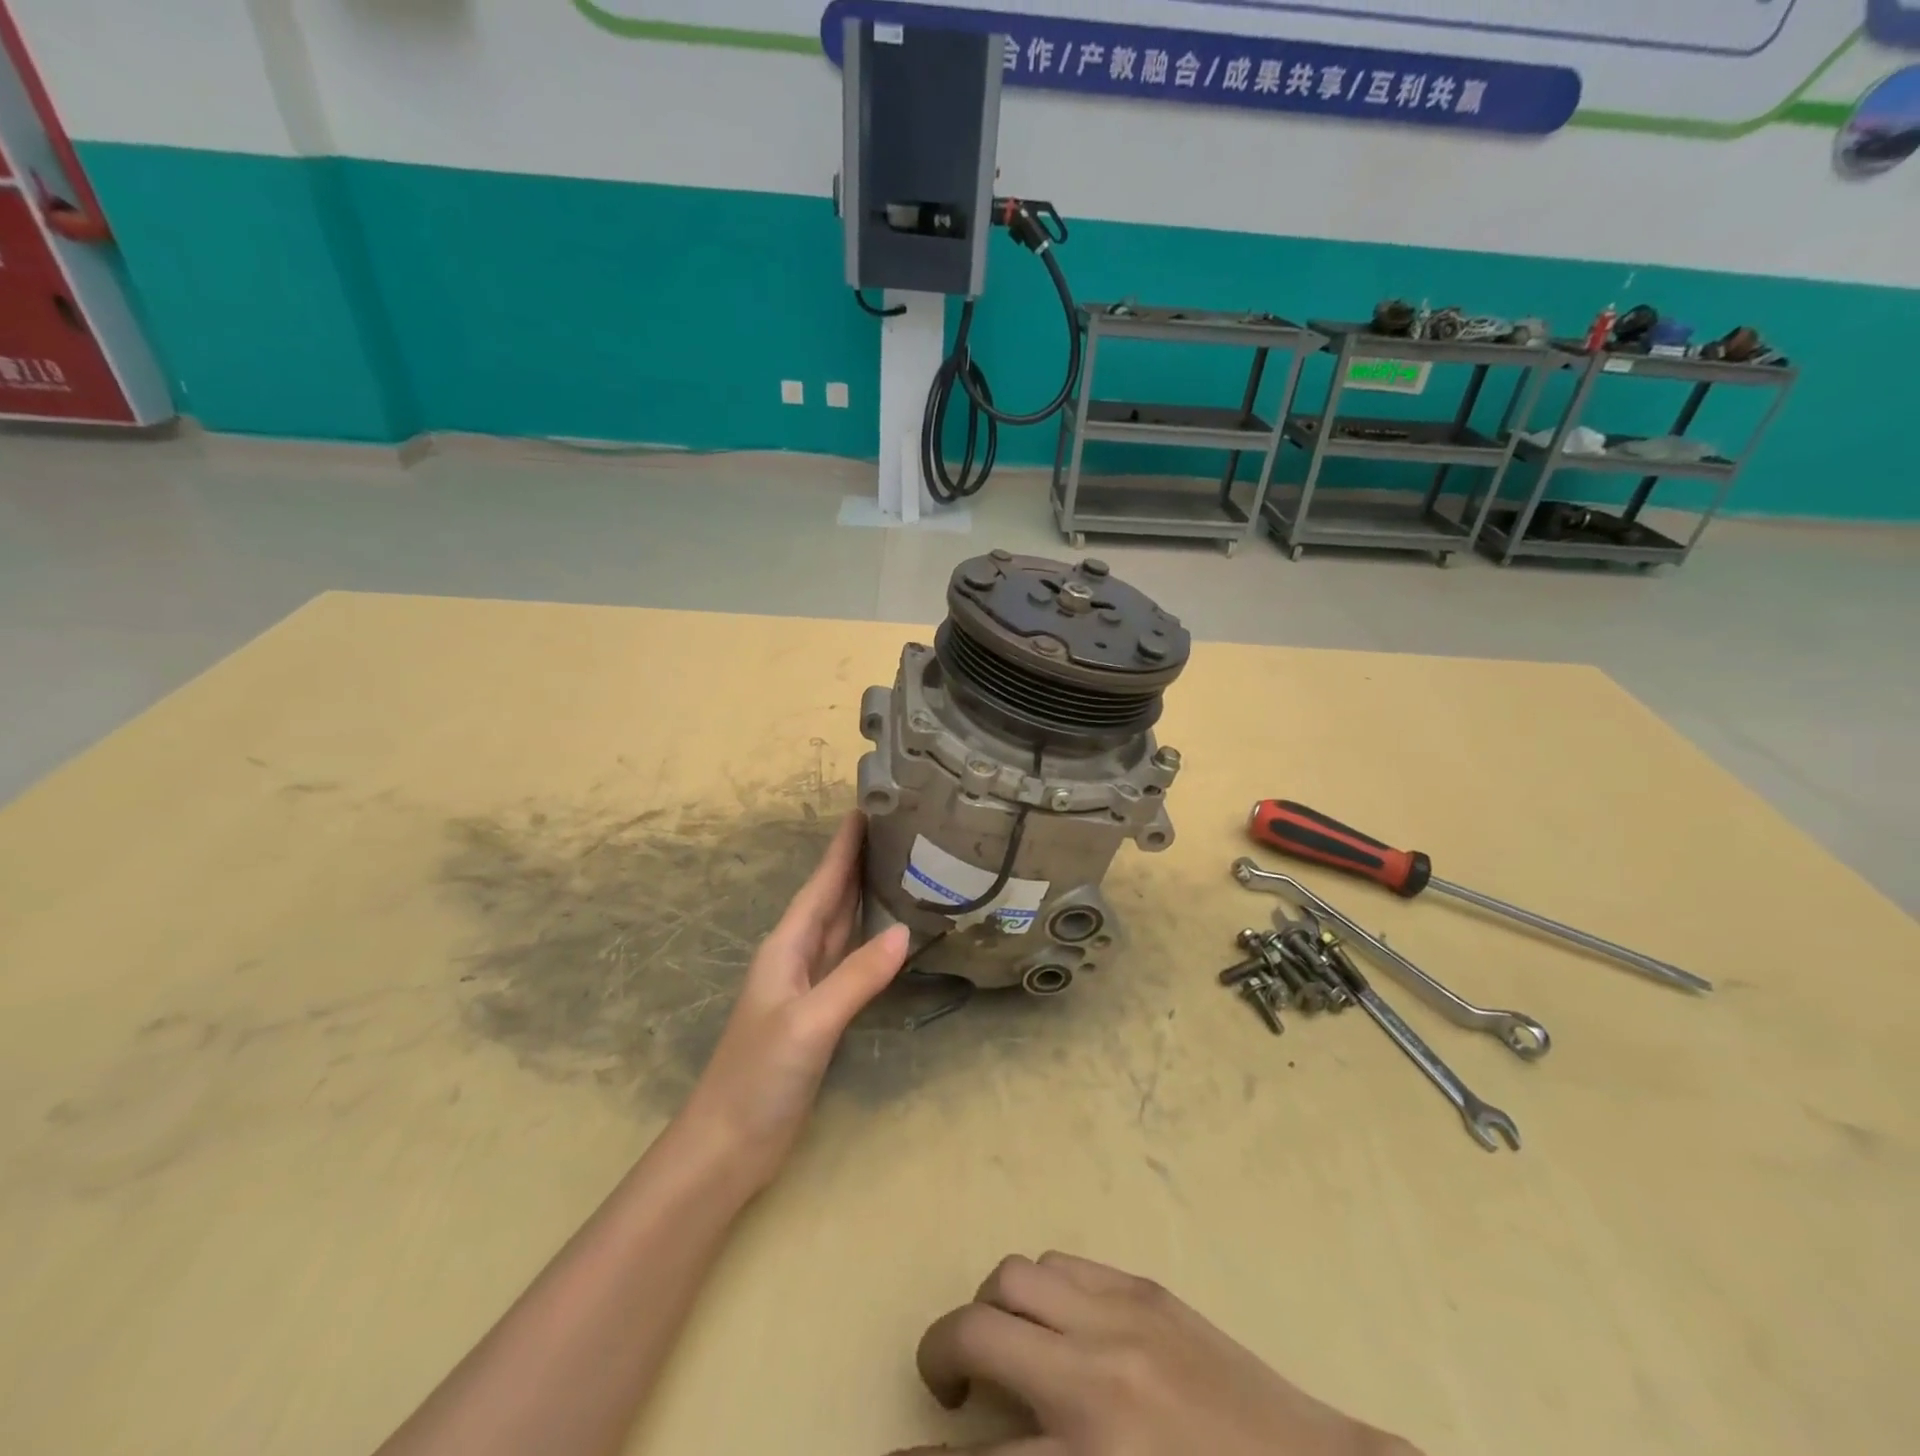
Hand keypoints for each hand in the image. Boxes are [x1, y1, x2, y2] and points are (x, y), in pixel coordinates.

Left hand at [679, 812, 909, 1188]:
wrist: (729, 1144)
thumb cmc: (759, 1076)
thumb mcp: (809, 1022)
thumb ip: (855, 978)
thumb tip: (904, 933)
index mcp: (787, 947)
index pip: (821, 884)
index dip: (842, 847)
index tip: (865, 807)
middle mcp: (796, 956)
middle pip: (831, 897)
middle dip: (857, 861)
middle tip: (895, 828)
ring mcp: (808, 985)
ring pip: (840, 925)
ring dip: (863, 894)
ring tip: (899, 865)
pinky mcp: (820, 1012)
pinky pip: (848, 959)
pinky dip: (868, 938)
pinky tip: (889, 932)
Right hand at [901, 1253, 1418, 1455]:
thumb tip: (1000, 1440)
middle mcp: (1094, 1375)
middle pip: (978, 1330)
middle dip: (942, 1353)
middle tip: (948, 1385)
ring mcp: (1121, 1315)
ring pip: (1016, 1275)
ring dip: (993, 1308)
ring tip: (1006, 1345)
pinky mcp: (1146, 1287)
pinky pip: (1064, 1263)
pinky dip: (1040, 1288)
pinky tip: (1056, 1324)